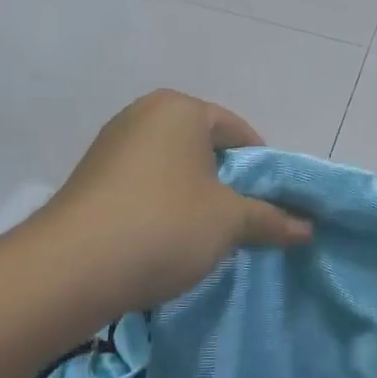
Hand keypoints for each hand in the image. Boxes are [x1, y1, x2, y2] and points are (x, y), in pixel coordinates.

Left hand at [43, 90, 310, 310]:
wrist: (69, 269)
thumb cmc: (164, 226)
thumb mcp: (229, 222)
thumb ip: (271, 219)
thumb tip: (308, 228)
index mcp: (180, 108)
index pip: (237, 130)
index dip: (261, 167)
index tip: (270, 202)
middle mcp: (143, 114)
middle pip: (203, 146)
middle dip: (226, 182)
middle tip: (241, 220)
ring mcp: (111, 144)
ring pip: (172, 167)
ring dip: (193, 196)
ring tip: (203, 236)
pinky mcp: (90, 177)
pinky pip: (142, 183)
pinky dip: (161, 205)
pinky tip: (163, 240)